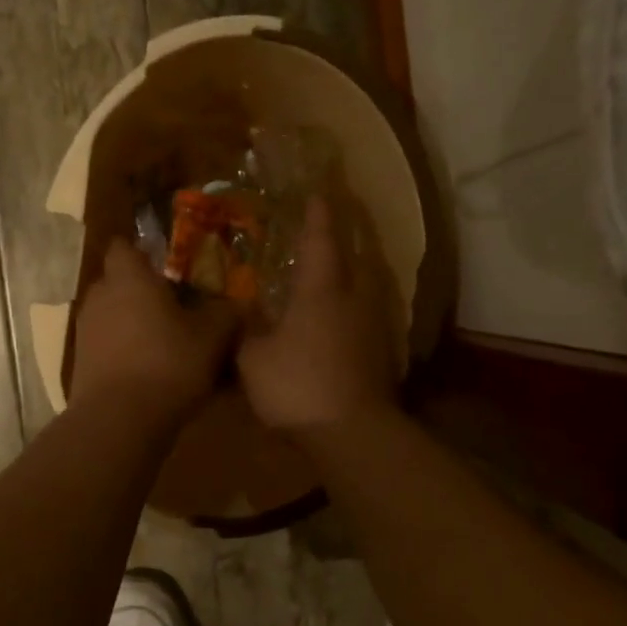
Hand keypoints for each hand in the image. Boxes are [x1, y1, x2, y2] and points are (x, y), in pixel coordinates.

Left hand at [68, 238, 238, 424]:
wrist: (118, 421)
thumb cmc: (167, 363)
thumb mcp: (212, 337)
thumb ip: (225, 313)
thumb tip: (237, 303)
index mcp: (128, 278)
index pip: (124, 247)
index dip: (143, 253)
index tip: (167, 266)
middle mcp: (100, 296)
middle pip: (119, 282)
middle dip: (143, 292)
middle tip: (176, 308)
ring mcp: (85, 331)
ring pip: (112, 316)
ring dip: (134, 324)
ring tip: (165, 344)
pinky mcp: (81, 364)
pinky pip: (106, 347)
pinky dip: (124, 352)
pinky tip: (150, 372)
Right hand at [238, 196, 397, 434]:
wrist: (352, 433)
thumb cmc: (298, 386)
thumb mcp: (254, 358)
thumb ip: (247, 328)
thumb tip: (243, 307)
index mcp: (322, 289)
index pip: (321, 239)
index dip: (318, 214)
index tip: (317, 193)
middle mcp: (354, 297)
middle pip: (357, 254)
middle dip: (346, 234)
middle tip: (332, 223)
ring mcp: (374, 324)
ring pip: (368, 283)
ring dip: (355, 268)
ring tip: (338, 266)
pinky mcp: (384, 351)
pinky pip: (370, 311)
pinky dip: (358, 303)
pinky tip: (345, 314)